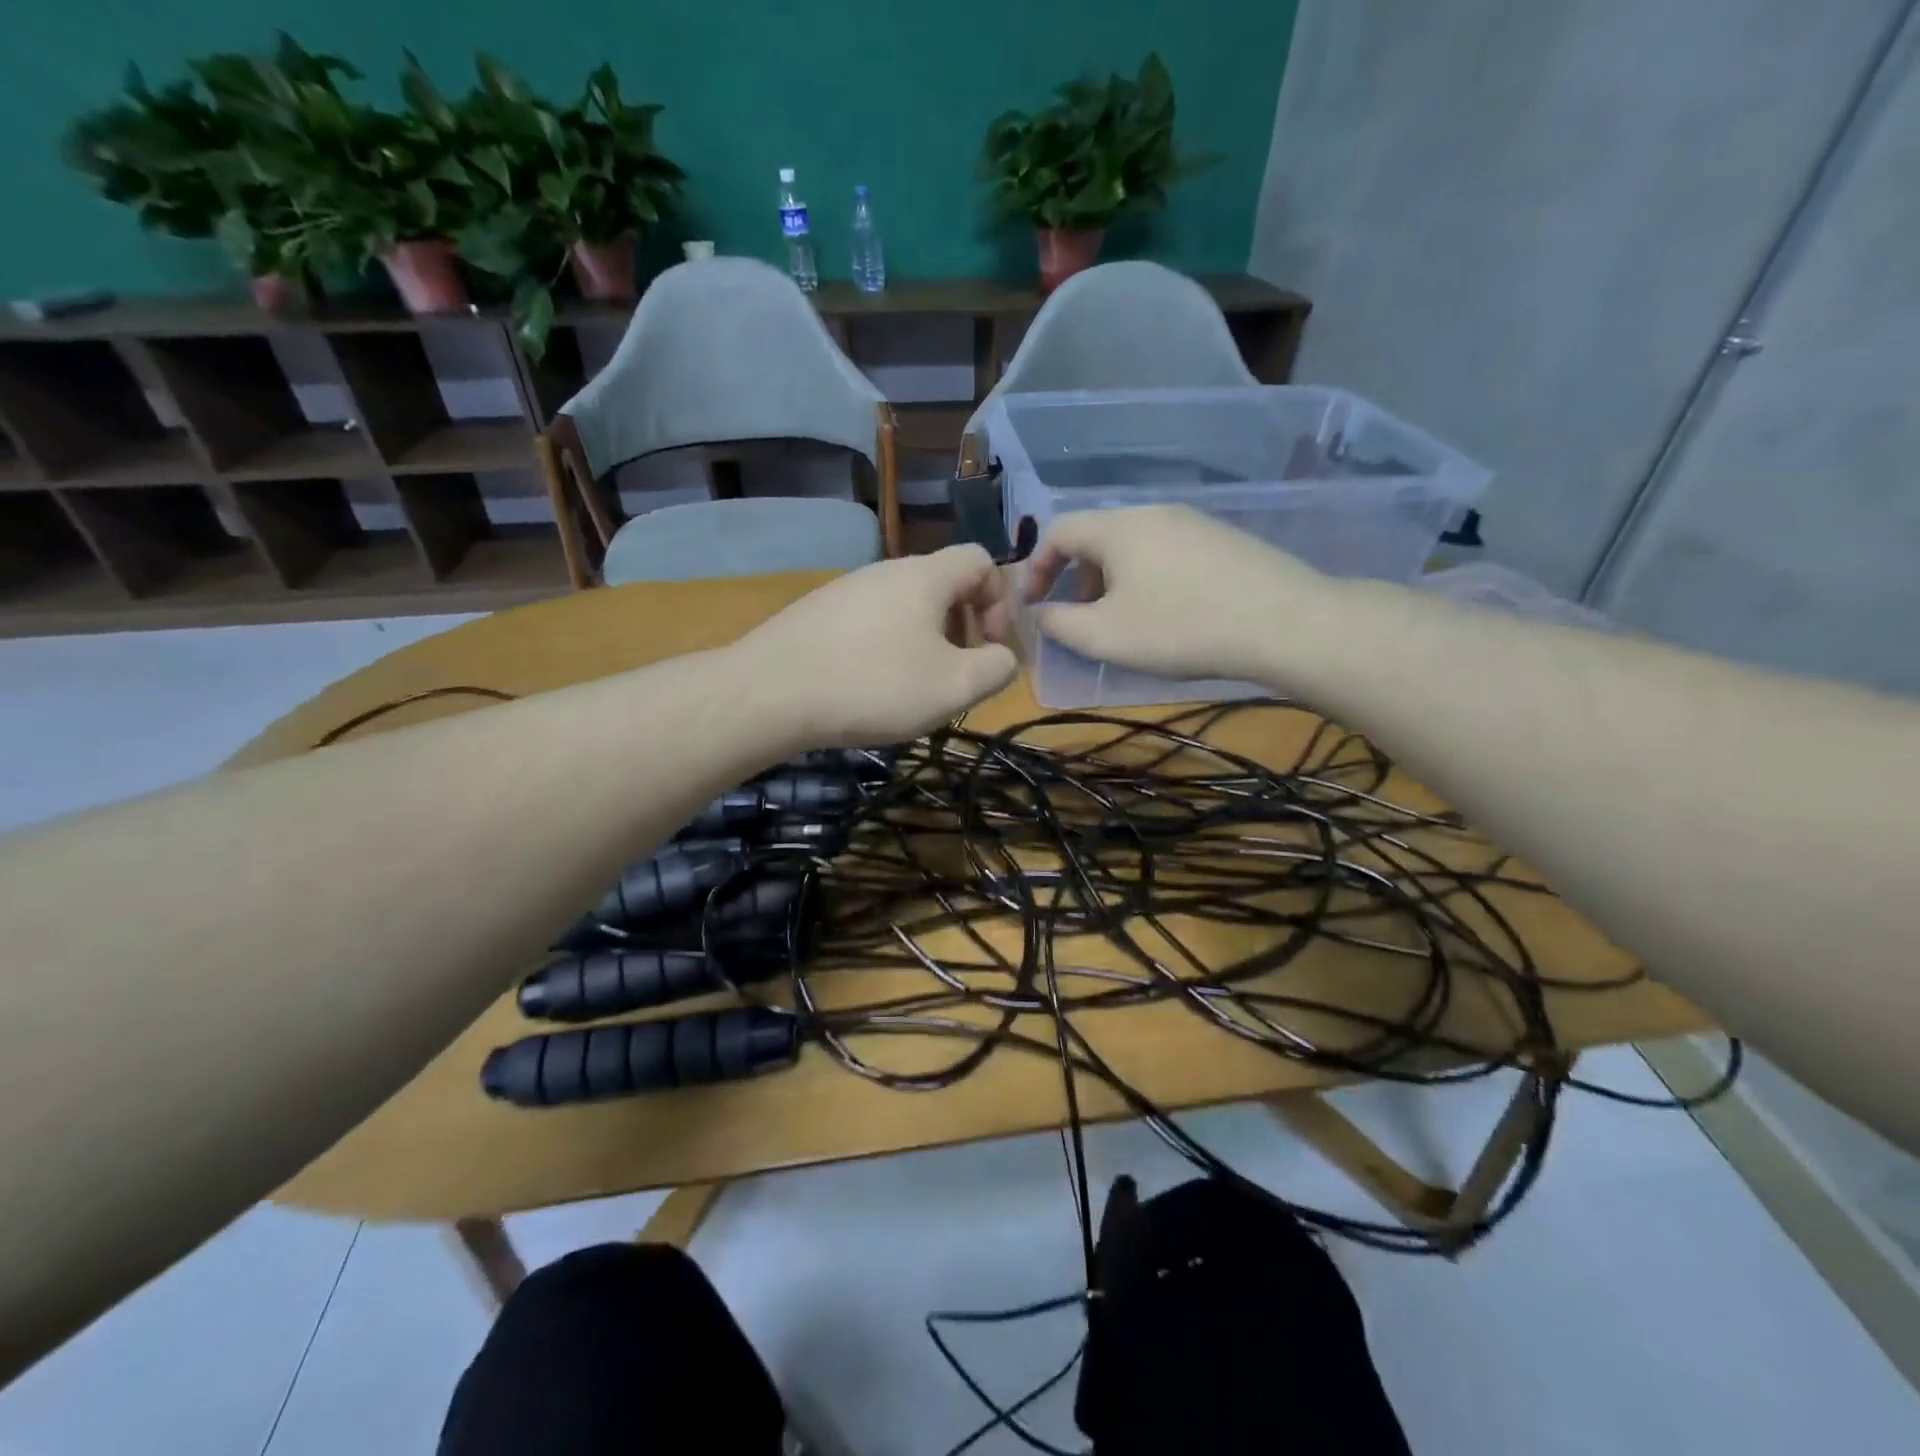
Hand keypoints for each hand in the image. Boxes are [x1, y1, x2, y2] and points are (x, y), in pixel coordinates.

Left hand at [735, 545, 1017, 746]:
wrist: (769, 693)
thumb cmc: (874, 685)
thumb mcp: (955, 686)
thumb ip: (997, 667)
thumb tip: (1002, 656)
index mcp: (925, 575)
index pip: (981, 560)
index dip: (998, 601)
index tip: (988, 648)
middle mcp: (885, 570)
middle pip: (942, 585)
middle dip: (962, 627)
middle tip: (954, 674)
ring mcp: (845, 589)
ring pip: (904, 606)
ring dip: (924, 641)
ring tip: (912, 688)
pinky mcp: (816, 614)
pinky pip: (869, 622)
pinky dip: (885, 648)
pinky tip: (868, 687)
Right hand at [993, 506, 1328, 682]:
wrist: (1283, 623)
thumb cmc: (1179, 628)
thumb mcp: (1104, 636)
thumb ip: (1058, 624)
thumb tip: (1038, 613)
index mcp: (1118, 527)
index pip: (1058, 531)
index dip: (1036, 568)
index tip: (1032, 605)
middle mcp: (1153, 513)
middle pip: (1096, 537)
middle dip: (1075, 578)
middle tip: (1077, 619)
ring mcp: (1194, 523)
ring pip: (1133, 546)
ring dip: (1111, 581)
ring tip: (1121, 621)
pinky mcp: (1223, 540)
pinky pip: (1166, 553)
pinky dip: (1147, 579)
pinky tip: (1167, 614)